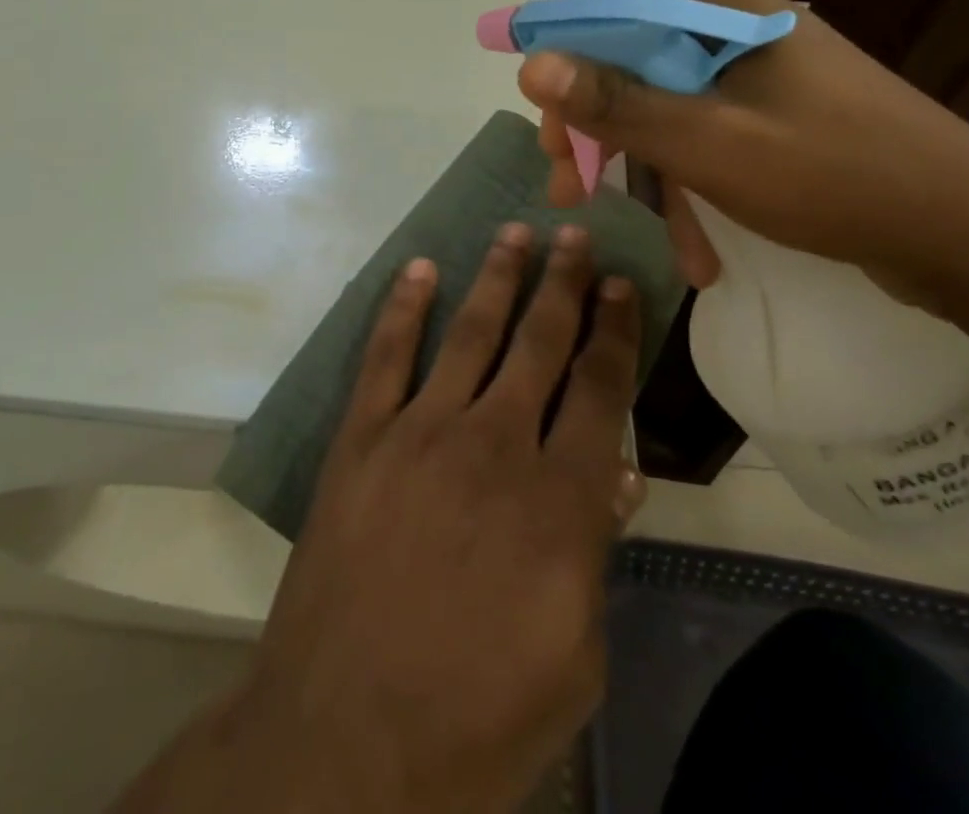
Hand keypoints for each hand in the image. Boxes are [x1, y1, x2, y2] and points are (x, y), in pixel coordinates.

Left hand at [241, 224, 642, 813]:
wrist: (346, 735)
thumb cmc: (476, 716)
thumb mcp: (573, 658)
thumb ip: (594, 553)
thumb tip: (617, 474)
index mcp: (557, 500)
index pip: (599, 390)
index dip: (614, 331)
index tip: (622, 286)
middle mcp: (493, 443)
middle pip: (539, 343)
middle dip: (563, 284)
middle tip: (576, 235)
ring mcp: (420, 431)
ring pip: (469, 332)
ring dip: (497, 278)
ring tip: (516, 234)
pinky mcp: (363, 436)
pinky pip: (386, 354)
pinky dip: (403, 307)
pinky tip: (420, 269)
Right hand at [518, 0, 968, 311]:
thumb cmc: (830, 175)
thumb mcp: (706, 142)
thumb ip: (615, 103)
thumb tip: (530, 63)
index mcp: (724, 15)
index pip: (614, 32)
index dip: (568, 87)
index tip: (547, 151)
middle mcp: (742, 33)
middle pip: (642, 78)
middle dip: (607, 145)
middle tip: (573, 196)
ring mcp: (770, 77)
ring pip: (677, 119)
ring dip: (659, 184)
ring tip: (665, 247)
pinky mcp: (790, 118)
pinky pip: (717, 143)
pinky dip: (702, 192)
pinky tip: (704, 252)